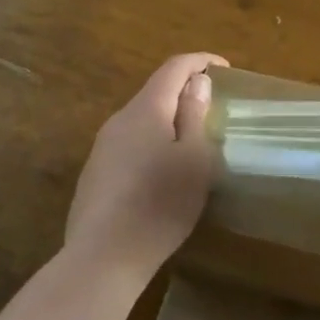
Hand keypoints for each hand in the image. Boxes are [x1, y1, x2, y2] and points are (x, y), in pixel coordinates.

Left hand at [66, 52, 227, 278]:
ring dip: (168, 119)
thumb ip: (195, 115)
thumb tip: (196, 82)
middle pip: (155, 91)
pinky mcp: (95, 173)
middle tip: (213, 107)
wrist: (102, 258)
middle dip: (185, 91)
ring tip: (191, 142)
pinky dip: (152, 142)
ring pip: (141, 119)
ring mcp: (102, 147)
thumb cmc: (160, 204)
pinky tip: (162, 173)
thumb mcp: (194, 159)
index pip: (174, 67)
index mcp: (146, 110)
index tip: (225, 68)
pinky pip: (129, 143)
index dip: (200, 61)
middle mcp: (120, 120)